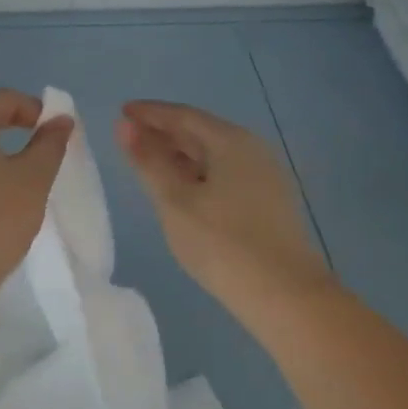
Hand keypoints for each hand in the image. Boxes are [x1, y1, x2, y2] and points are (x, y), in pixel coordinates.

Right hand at [116, 100, 327, 306]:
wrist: (285, 296)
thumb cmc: (222, 243)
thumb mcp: (175, 201)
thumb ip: (149, 161)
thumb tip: (125, 126)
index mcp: (231, 141)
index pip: (183, 116)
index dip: (150, 113)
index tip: (122, 112)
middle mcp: (252, 149)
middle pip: (201, 132)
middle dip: (164, 132)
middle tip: (129, 137)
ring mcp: (265, 176)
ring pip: (213, 154)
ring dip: (180, 154)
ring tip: (149, 162)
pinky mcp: (268, 202)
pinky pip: (224, 173)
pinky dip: (197, 173)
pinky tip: (182, 189)